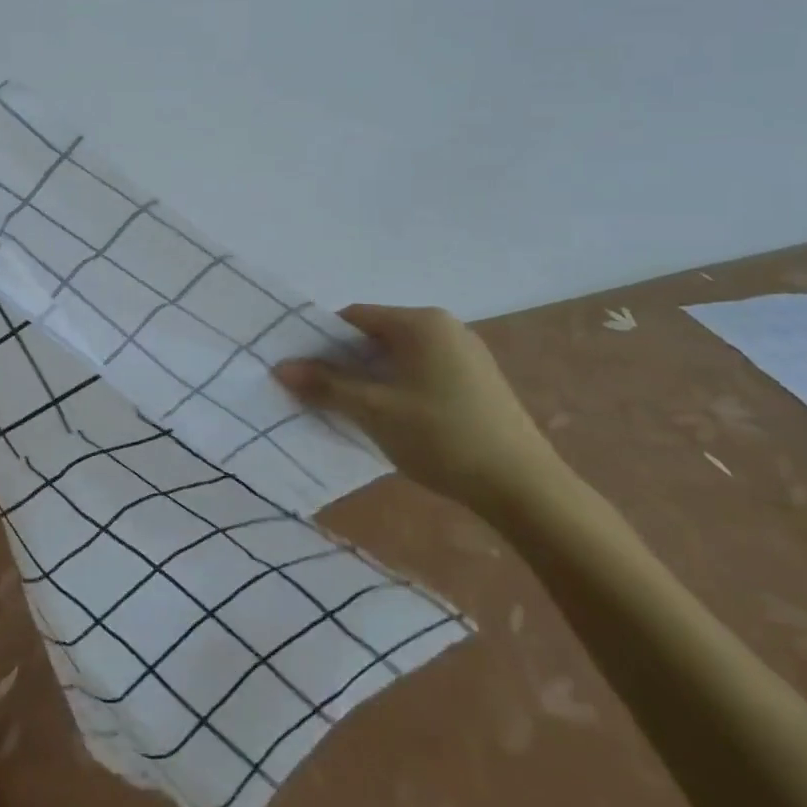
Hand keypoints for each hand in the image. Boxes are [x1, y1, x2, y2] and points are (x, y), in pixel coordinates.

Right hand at [272, 305, 571, 519]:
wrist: (525, 489)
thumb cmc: (442, 437)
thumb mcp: (374, 411)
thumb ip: (325, 385)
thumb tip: (280, 367)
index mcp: (420, 322)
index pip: (355, 317)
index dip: (323, 340)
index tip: (305, 371)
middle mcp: (445, 327)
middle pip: (377, 335)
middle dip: (346, 361)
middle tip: (322, 393)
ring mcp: (466, 354)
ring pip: (400, 356)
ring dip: (372, 377)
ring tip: (353, 410)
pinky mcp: (479, 381)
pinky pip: (423, 371)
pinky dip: (399, 387)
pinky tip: (394, 419)